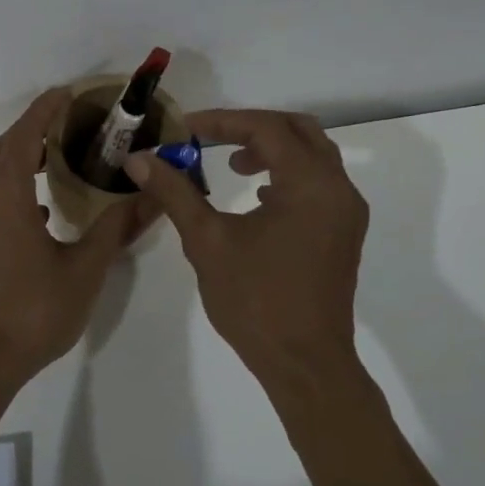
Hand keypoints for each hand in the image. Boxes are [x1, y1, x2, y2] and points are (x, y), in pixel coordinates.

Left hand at [0, 88, 154, 393]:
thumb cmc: (30, 311)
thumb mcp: (83, 269)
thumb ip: (116, 229)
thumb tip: (152, 198)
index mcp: (4, 193)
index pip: (25, 134)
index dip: (45, 109)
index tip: (68, 92)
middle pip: (4, 148)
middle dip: (33, 129)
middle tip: (70, 124)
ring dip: (21, 158)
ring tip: (59, 160)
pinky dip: (12, 186)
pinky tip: (40, 208)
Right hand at [127, 109, 368, 389]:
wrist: (305, 364)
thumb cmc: (256, 300)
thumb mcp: (207, 240)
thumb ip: (174, 192)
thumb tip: (138, 159)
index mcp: (310, 184)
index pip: (266, 128)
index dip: (222, 121)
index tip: (185, 128)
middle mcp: (338, 189)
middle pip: (298, 130)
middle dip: (251, 127)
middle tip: (211, 138)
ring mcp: (346, 212)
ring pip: (312, 155)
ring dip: (271, 150)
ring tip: (231, 165)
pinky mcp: (344, 233)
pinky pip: (318, 182)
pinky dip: (287, 174)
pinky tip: (257, 198)